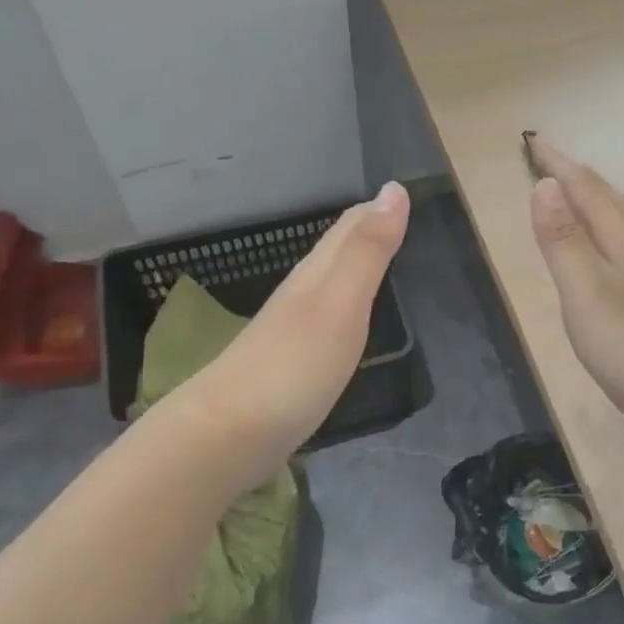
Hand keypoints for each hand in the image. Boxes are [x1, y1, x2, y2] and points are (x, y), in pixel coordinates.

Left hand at [170, 182, 409, 492]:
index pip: (347, 229)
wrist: (226, 434)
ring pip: (325, 284)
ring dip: (349, 266)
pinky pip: (320, 321)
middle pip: (333, 252)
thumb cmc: (294, 365)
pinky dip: (339, 307)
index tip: (398, 194)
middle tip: (391, 217)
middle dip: (362, 230)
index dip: (373, 209)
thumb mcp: (341, 302)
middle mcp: (299, 295)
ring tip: (373, 259)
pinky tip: (341, 320)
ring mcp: (288, 332)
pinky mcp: (285, 367)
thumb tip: (393, 189)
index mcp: (315, 275)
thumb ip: (368, 250)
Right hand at [527, 138, 623, 463]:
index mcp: (623, 242)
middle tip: (550, 163)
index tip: (534, 141)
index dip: (559, 165)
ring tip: (572, 202)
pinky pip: (619, 258)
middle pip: (610, 202)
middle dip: (578, 178)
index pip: (587, 190)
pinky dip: (601, 242)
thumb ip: (564, 240)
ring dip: (593, 207)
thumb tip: (544, 184)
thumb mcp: (587, 289)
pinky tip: (599, 263)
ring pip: (619, 229)